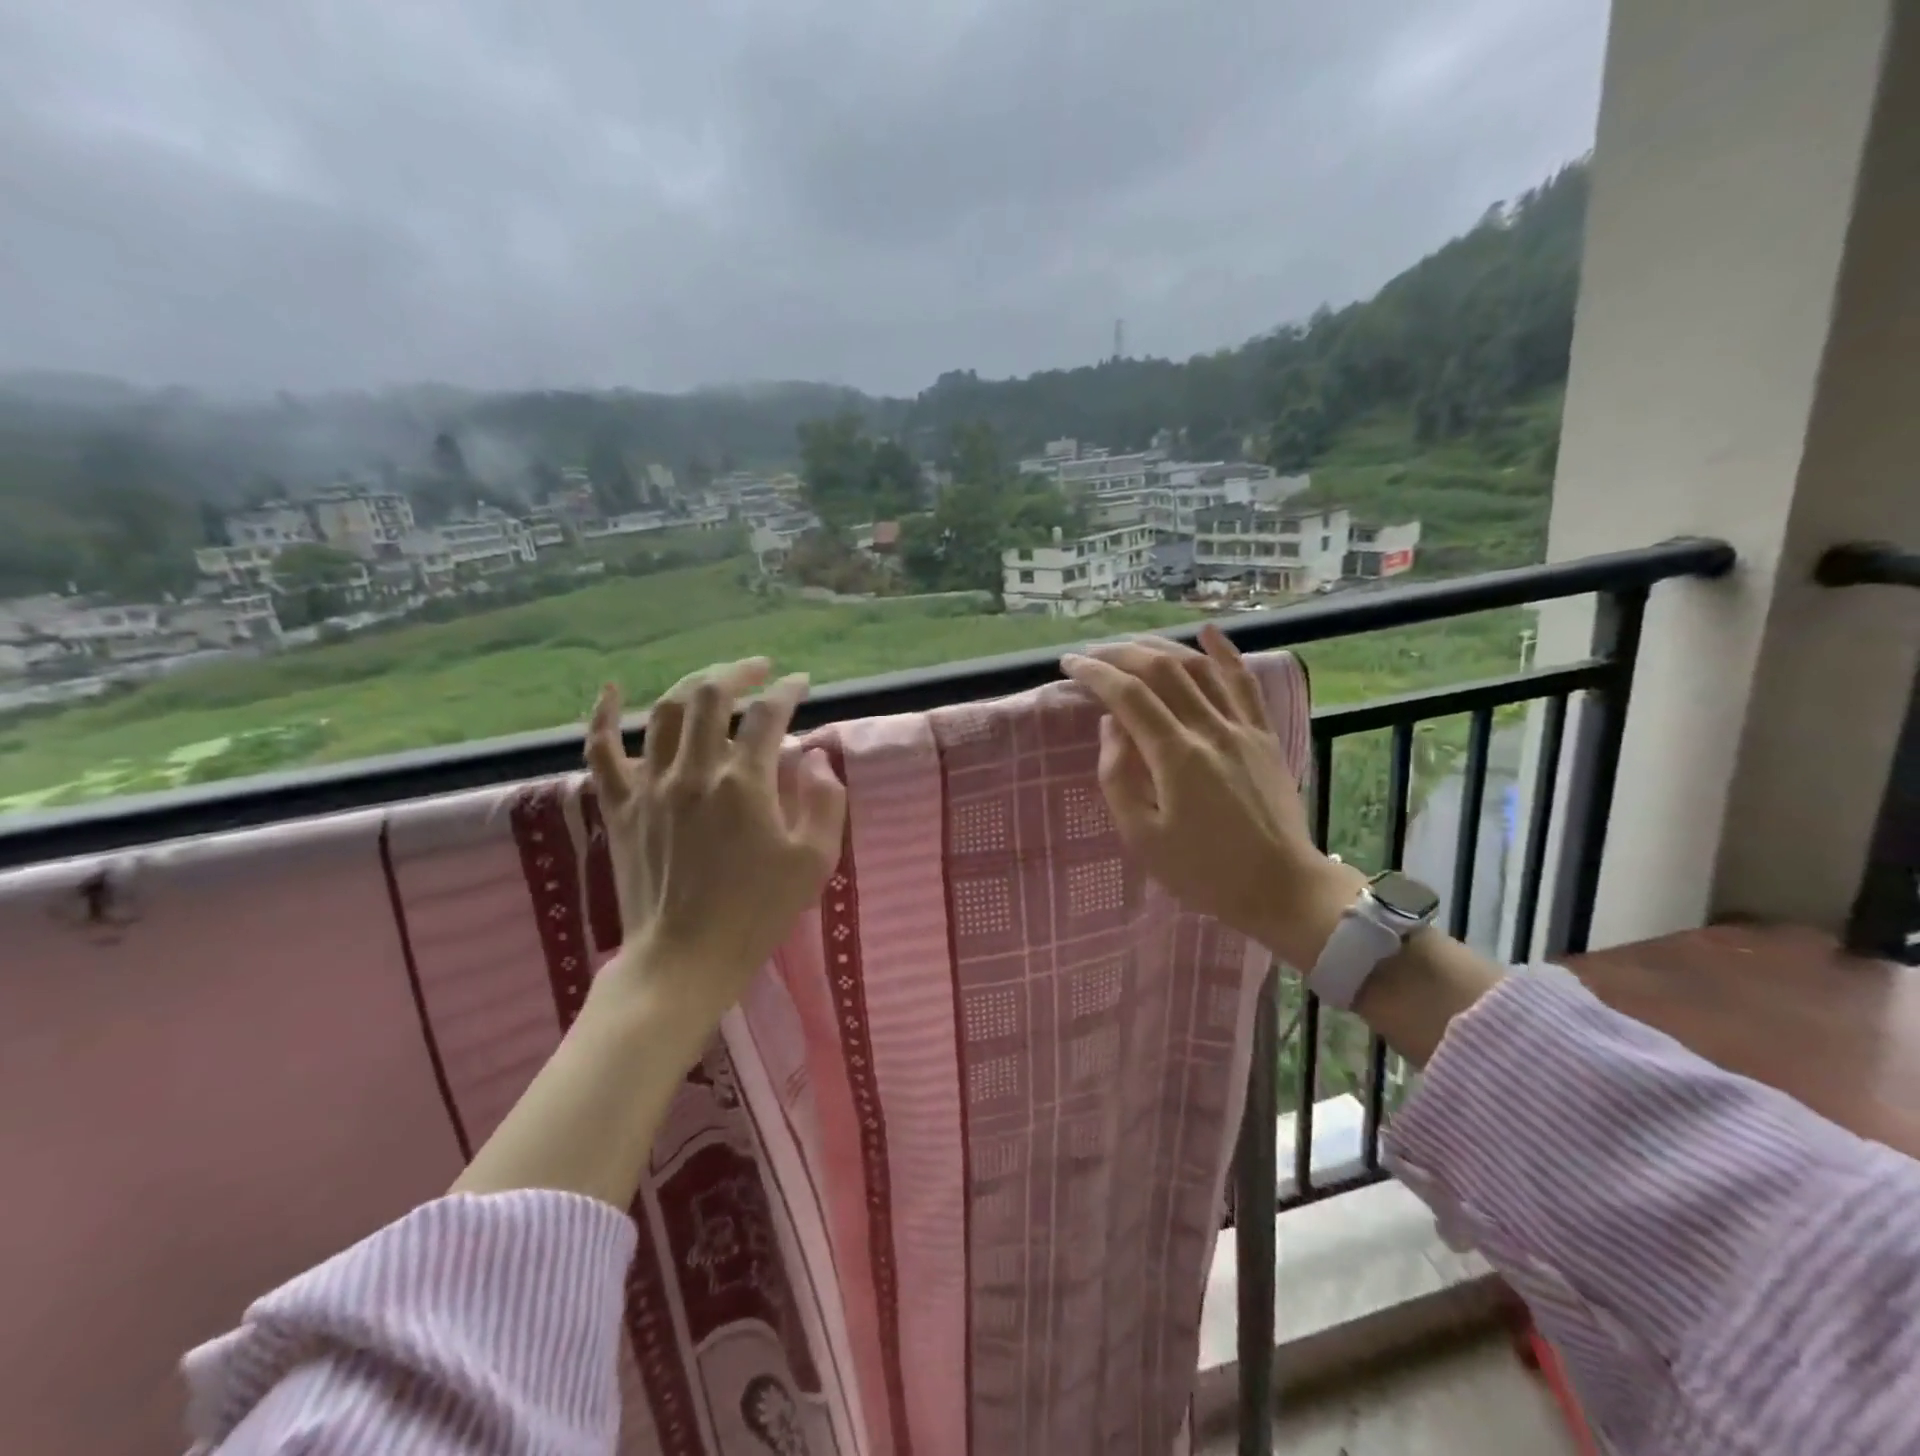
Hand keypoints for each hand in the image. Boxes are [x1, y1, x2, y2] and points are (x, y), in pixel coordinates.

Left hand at [584, 657, 846, 1027]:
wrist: (684, 960)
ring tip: (716, 678)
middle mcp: (693, 771)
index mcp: (743, 783)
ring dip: (693, 684)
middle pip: (711, 696)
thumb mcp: (814, 861)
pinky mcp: (620, 807)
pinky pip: (600, 751)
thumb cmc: (757, 913)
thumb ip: (824, 800)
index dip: (788, 692)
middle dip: (740, 672)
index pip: (768, 716)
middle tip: (761, 670)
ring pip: (664, 711)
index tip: (802, 684)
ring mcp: (649, 787)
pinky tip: (612, 690)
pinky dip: (603, 715)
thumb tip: (813, 756)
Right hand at [1060, 625, 1361, 967]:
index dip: (1095, 674)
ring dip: (1162, 648)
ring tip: (1132, 645)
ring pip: (1200, 668)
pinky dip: (1225, 653)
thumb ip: (1118, 777)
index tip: (1069, 664)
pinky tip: (1208, 631)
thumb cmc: (1202, 870)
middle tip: (1093, 654)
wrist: (1279, 887)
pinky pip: (1245, 683)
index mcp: (1176, 756)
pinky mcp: (1264, 735)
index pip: (1128, 696)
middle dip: (1121, 654)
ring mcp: (1242, 728)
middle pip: (1162, 671)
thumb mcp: (1142, 837)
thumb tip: (1112, 725)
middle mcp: (1210, 729)